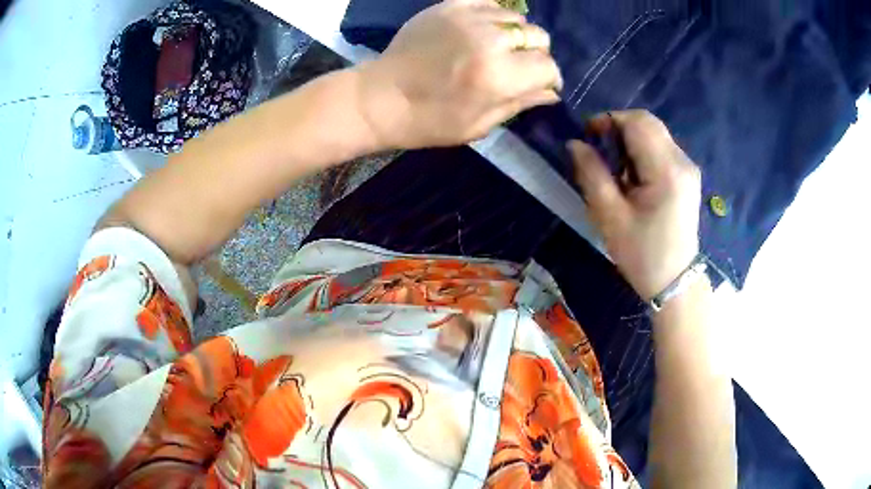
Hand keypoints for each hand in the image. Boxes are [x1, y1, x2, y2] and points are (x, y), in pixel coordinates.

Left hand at [357, 0, 562, 148]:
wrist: (380, 97)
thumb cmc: (429, 121)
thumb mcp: (479, 125)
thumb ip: (520, 103)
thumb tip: (552, 92)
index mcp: (499, 75)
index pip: (547, 66)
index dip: (549, 78)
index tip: (541, 84)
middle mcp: (489, 40)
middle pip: (538, 36)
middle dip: (536, 54)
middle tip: (519, 66)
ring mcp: (468, 18)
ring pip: (516, 18)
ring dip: (515, 34)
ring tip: (498, 48)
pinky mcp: (449, 6)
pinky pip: (489, 3)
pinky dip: (494, 16)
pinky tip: (484, 30)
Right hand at [570, 110, 701, 299]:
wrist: (674, 282)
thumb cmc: (641, 254)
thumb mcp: (609, 216)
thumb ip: (591, 174)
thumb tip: (575, 144)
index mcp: (666, 170)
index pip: (637, 122)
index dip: (609, 120)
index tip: (588, 138)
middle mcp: (682, 161)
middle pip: (648, 123)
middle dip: (619, 128)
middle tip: (600, 153)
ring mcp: (688, 168)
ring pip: (655, 134)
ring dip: (630, 141)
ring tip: (616, 170)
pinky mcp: (688, 176)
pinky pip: (662, 149)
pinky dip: (642, 152)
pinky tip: (634, 178)